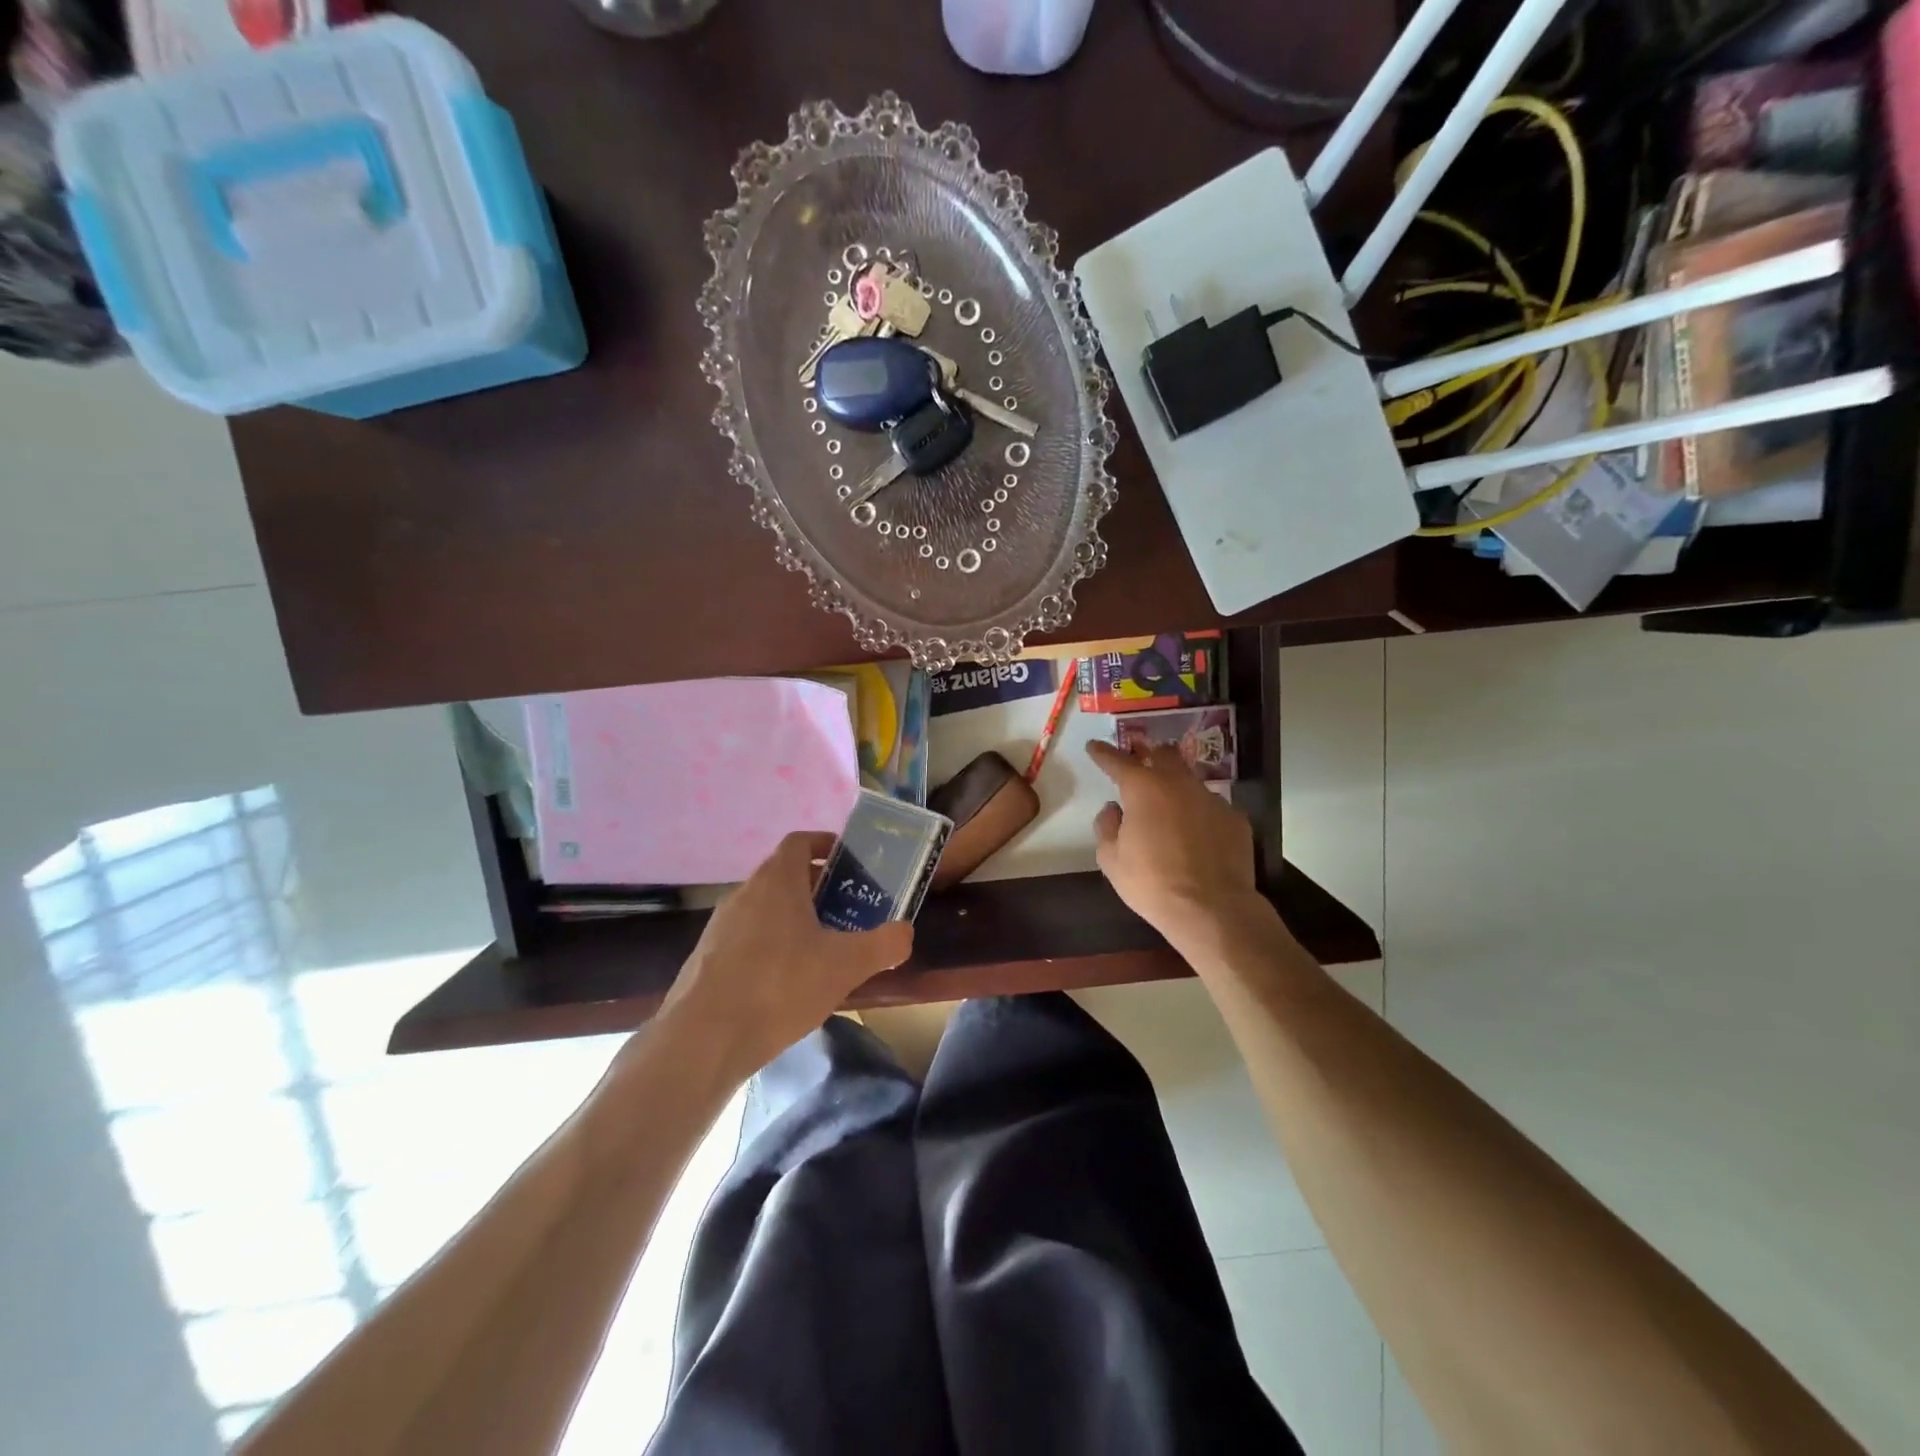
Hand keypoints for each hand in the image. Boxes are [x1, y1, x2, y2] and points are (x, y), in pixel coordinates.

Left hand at [660, 831, 913, 1077]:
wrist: (703, 1039)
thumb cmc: (779, 986)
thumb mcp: (846, 966)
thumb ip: (884, 944)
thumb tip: (905, 932)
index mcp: (777, 880)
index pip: (800, 841)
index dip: (826, 844)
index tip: (850, 861)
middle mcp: (745, 892)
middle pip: (785, 875)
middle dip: (819, 887)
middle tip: (849, 909)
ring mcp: (721, 926)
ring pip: (766, 909)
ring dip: (794, 918)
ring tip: (823, 948)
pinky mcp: (707, 958)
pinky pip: (747, 938)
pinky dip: (771, 946)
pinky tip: (787, 982)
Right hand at [1087, 739, 1260, 949]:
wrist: (1212, 909)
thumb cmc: (1152, 883)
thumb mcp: (1112, 860)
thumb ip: (1106, 827)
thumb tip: (1113, 809)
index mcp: (1143, 789)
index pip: (1118, 761)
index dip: (1103, 752)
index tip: (1094, 746)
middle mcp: (1179, 784)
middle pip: (1163, 754)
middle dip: (1148, 755)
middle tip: (1139, 766)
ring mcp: (1212, 799)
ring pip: (1190, 780)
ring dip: (1176, 786)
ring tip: (1169, 807)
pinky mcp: (1236, 818)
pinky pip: (1211, 807)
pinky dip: (1199, 814)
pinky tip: (1197, 835)